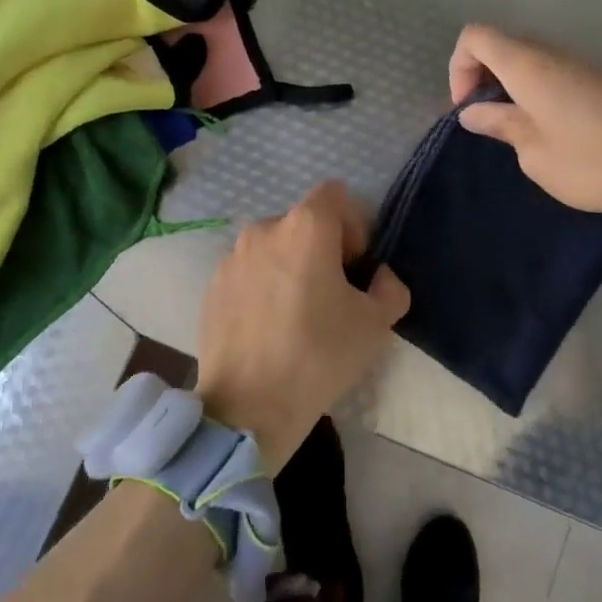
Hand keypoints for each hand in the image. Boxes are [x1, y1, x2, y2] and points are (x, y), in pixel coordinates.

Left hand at [195, 181, 410, 471]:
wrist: (248, 407)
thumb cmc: (319, 356)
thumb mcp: (375, 324)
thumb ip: (389, 288)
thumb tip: (378, 278)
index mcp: (305, 227)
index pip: (334, 194)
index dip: (352, 224)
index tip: (354, 266)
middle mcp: (263, 229)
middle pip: (303, 222)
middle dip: (322, 248)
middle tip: (330, 295)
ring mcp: (231, 258)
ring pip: (273, 248)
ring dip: (289, 267)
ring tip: (295, 315)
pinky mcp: (211, 286)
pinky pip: (247, 272)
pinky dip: (261, 287)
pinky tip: (267, 328)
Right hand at [449, 24, 601, 218]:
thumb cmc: (592, 162)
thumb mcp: (534, 153)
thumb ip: (500, 125)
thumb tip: (474, 112)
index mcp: (528, 66)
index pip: (475, 37)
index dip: (458, 68)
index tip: (467, 108)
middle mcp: (552, 54)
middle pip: (500, 43)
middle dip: (480, 76)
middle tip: (484, 119)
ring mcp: (579, 63)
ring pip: (528, 57)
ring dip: (508, 84)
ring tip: (513, 126)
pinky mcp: (599, 79)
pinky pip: (552, 71)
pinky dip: (534, 89)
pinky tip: (546, 127)